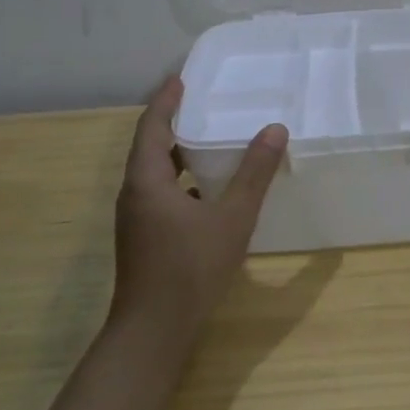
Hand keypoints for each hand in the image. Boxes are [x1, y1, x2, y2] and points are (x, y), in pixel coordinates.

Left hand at [112, 75, 287, 331]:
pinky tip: (209, 189)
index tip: (181, 77)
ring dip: (178, 152)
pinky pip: (161, 193)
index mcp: (147, 180)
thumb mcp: (232, 218)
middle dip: (173, 122)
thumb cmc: (191, 269)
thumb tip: (275, 129)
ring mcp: (137, 218)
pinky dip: (182, 180)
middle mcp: (135, 194)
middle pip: (150, 146)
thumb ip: (254, 174)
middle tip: (203, 102)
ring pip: (155, 173)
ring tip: (209, 138)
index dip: (166, 99)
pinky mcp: (144, 238)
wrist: (154, 331)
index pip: (152, 126)